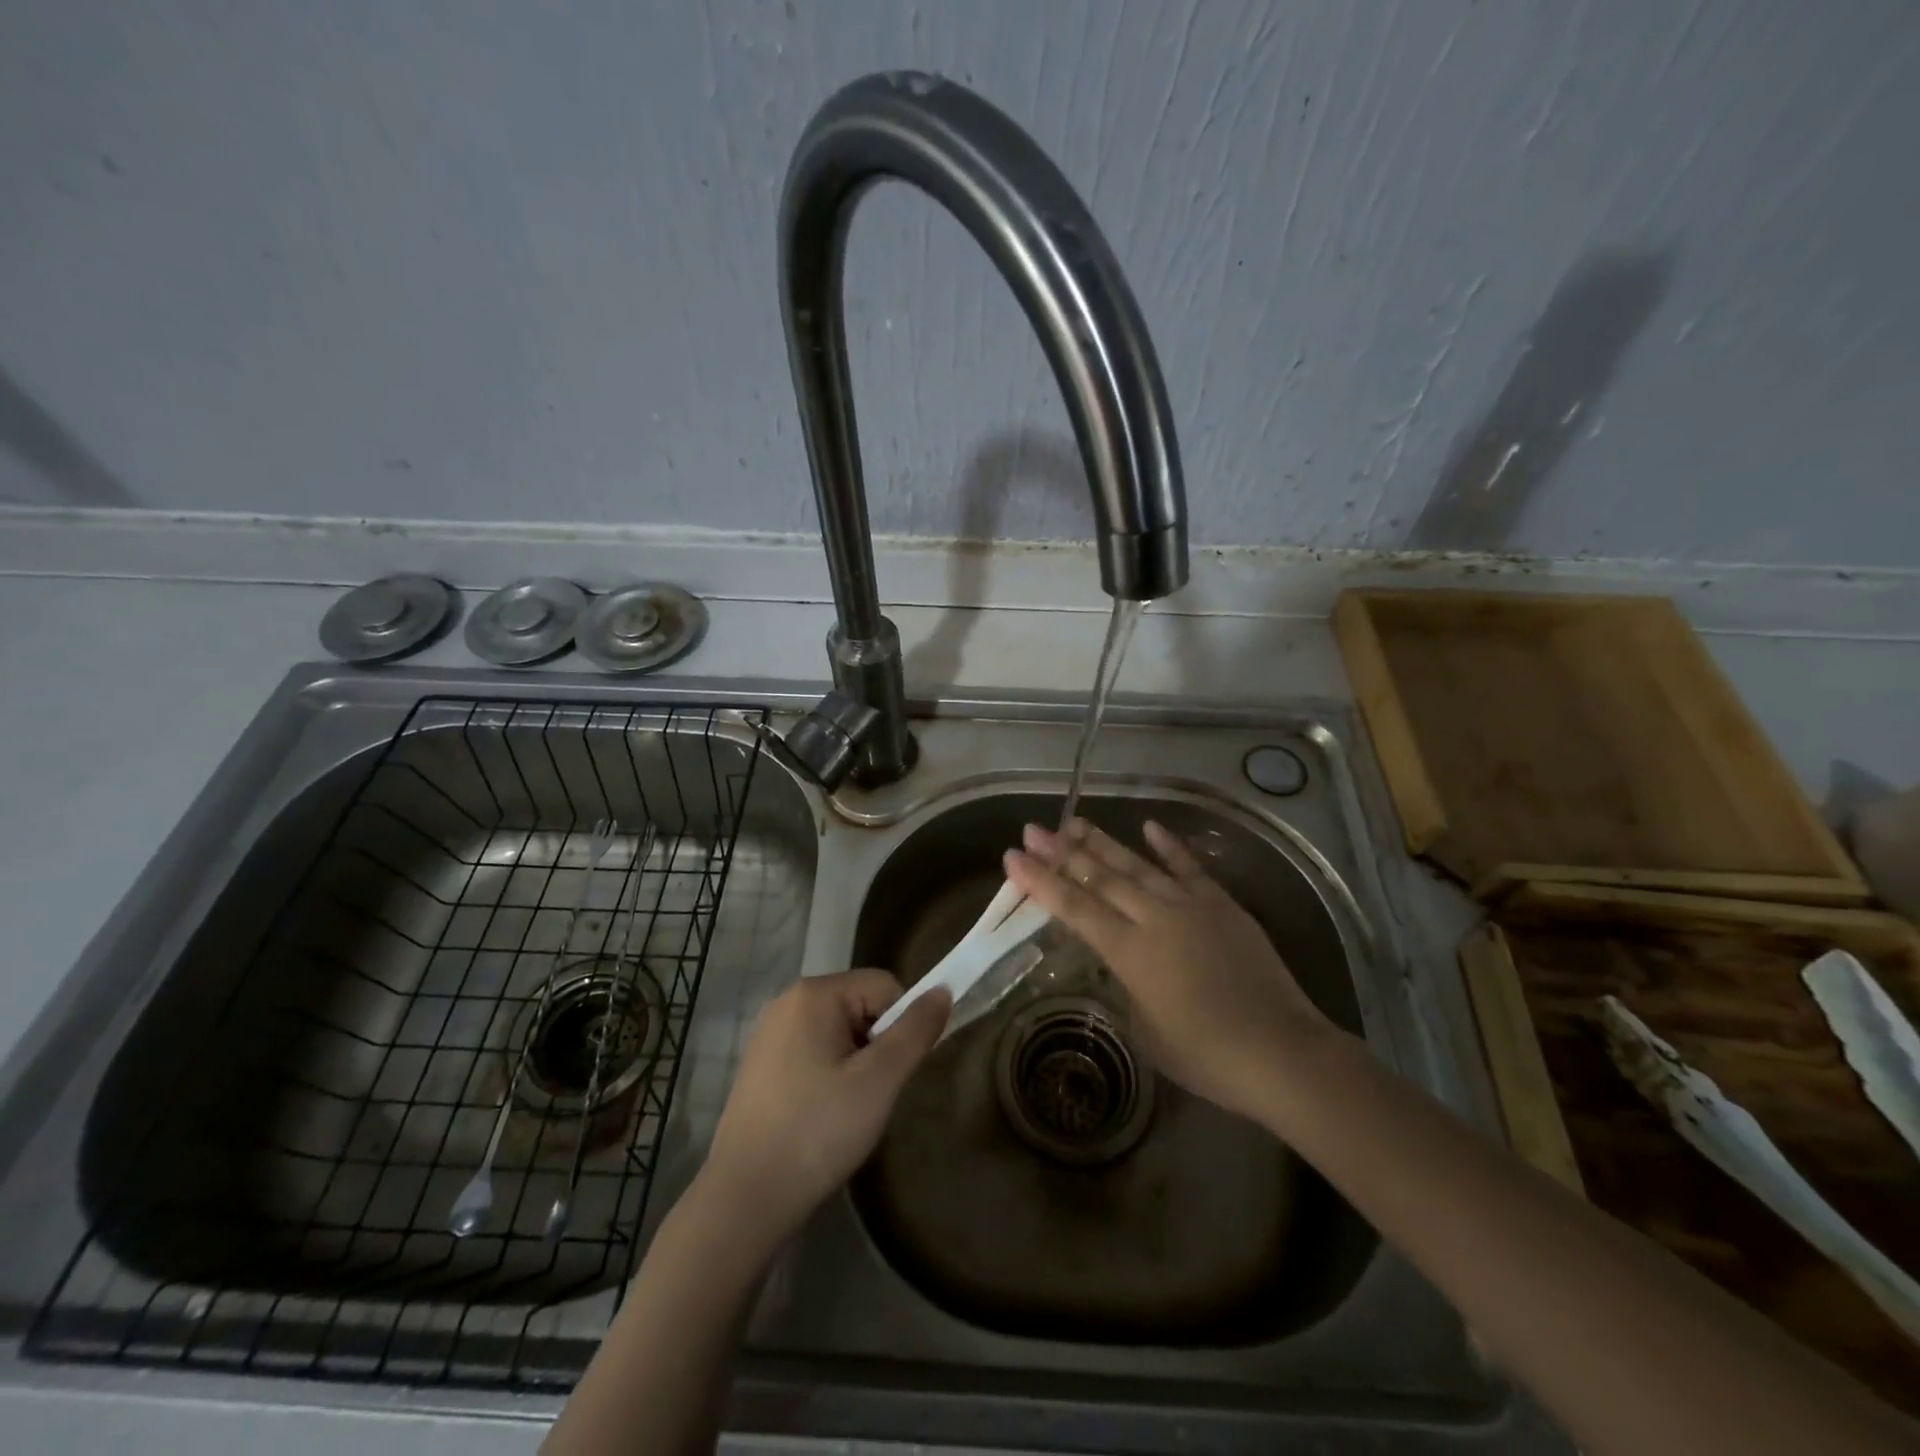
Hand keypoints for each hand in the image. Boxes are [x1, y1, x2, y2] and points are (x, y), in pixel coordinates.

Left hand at [701, 969, 949, 1245]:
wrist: (746, 1200)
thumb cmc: (818, 1132)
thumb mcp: (880, 1080)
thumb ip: (915, 1031)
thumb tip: (943, 991)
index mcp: (814, 994)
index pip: (884, 986)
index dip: (902, 1025)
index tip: (893, 1073)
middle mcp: (787, 1001)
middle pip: (860, 1006)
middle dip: (876, 1045)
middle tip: (870, 1095)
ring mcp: (769, 1033)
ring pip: (839, 1032)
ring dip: (855, 1063)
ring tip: (846, 1110)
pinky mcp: (761, 1064)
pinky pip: (814, 1051)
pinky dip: (829, 1075)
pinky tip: (822, 1116)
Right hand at [1004, 818, 1337, 1123]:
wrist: (1282, 1051)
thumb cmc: (1207, 1056)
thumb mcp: (1146, 1030)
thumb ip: (1127, 986)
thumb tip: (1124, 962)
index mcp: (1130, 952)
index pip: (1074, 907)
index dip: (1041, 881)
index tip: (1013, 857)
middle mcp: (1154, 918)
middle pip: (1099, 877)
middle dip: (1061, 851)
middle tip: (1034, 829)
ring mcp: (1190, 905)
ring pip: (1137, 864)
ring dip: (1103, 842)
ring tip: (1075, 820)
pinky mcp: (1222, 904)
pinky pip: (1189, 867)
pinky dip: (1167, 845)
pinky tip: (1148, 826)